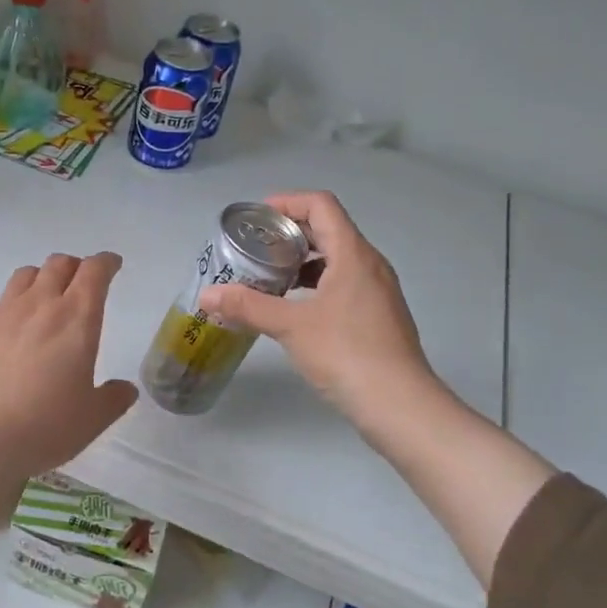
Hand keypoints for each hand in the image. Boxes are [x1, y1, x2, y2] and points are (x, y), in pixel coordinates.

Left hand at [0, 252, 137, 544]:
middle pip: (58, 264)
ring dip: (41, 279)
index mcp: (76, 319)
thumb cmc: (44, 427)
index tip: (112, 265)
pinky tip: (9, 329)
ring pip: (25, 275)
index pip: (95, 271)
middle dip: (74, 267)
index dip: (106, 263)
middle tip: (81, 283)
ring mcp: (2, 313)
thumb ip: (113, 399)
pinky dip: (10, 306)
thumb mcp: (92, 419)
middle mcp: (40, 305)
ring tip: (44, 298)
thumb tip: (125, 389)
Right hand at [199, 191, 438, 441]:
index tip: (257, 218)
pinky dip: (316, 285)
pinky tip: (294, 308)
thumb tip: (207, 295)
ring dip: (303, 261)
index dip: (288, 202)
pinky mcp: (378, 316)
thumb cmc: (346, 353)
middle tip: (255, 248)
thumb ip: (247, 306)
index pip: (321, 206)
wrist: (399, 405)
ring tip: (269, 277)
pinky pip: (344, 284)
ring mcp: (378, 292)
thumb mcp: (290, 326)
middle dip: (290, 234)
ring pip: (337, 259)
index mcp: (353, 254)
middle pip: (329, 230)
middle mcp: (370, 265)